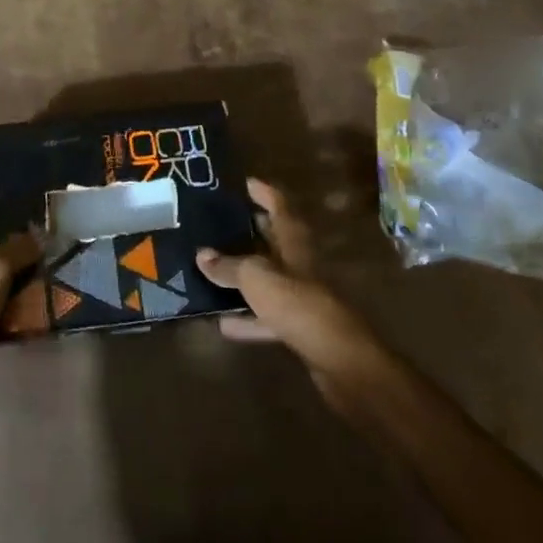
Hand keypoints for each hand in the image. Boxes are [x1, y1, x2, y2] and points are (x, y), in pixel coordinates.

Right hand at [196, 178, 391, 414]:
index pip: (281, 207)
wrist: (340, 359)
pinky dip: (247, 319)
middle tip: (224, 222)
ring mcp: (302, 298)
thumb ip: (228, 267)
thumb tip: (202, 255)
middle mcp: (301, 266)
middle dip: (254, 231)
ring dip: (246, 275)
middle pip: (277, 242)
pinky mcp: (300, 329)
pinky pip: (267, 317)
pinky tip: (222, 323)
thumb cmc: (298, 304)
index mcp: (295, 243)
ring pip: (270, 280)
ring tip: (215, 267)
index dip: (265, 193)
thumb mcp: (256, 278)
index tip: (246, 182)